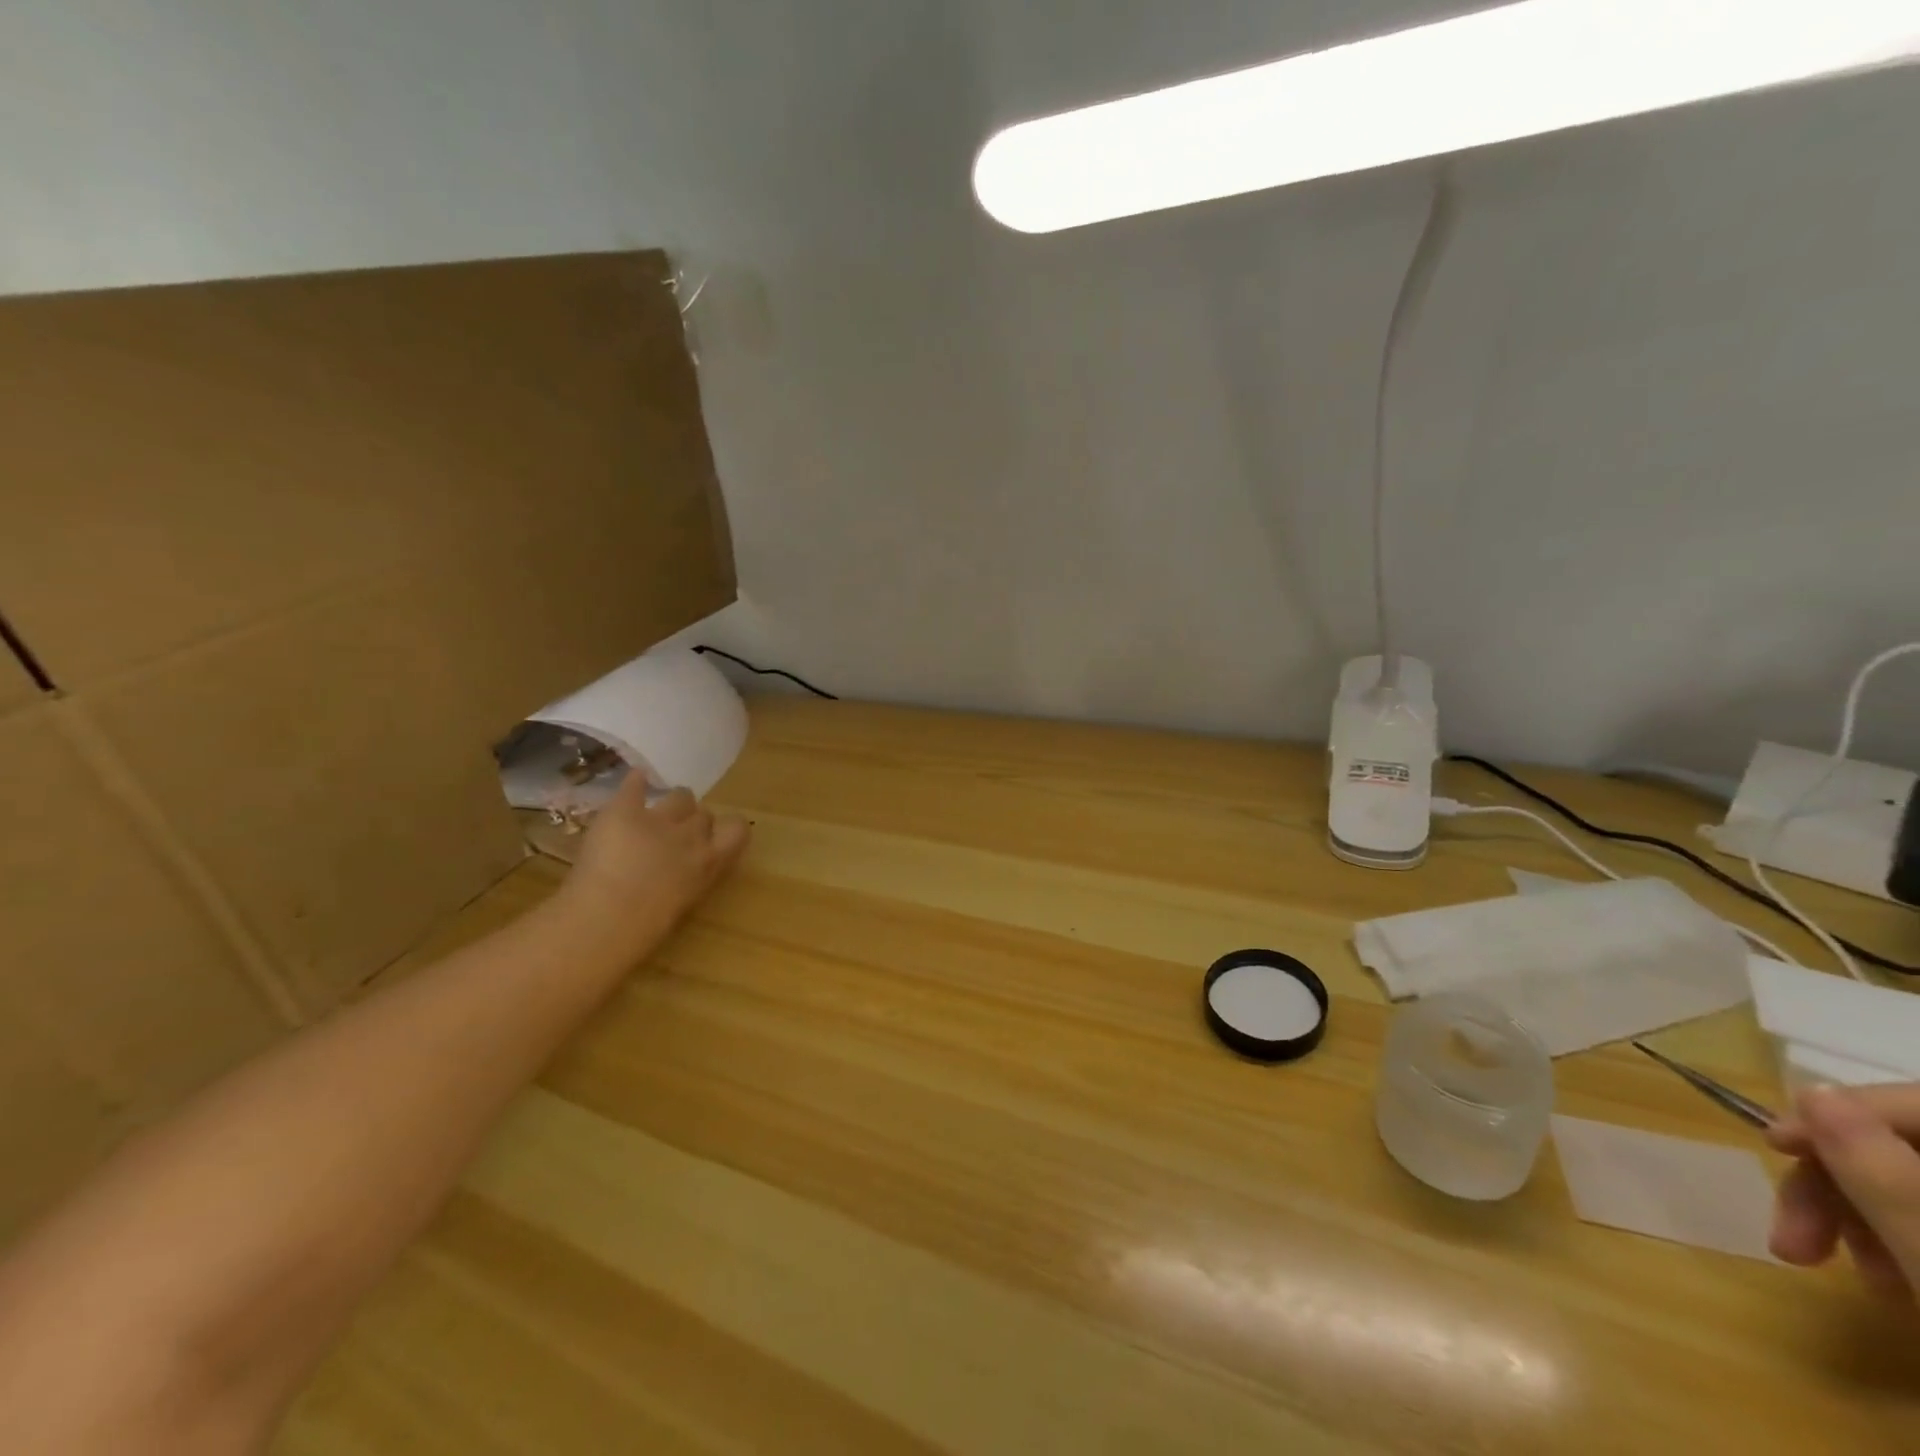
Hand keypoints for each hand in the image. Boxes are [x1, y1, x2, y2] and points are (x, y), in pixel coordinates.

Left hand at [560, 775, 750, 952]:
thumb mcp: (683, 904)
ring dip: (672, 805)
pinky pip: (636, 784)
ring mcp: (659, 819)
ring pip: (680, 796)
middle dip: (693, 822)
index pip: (738, 830)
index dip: (728, 829)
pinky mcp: (625, 810)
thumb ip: (692, 879)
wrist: (606, 917)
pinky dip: (636, 782)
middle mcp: (691, 835)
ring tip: (655, 815)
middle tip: (674, 838)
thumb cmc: (646, 928)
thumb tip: (687, 873)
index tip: (715, 838)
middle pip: (704, 814)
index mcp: (709, 862)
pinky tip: (635, 780)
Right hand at [1766, 1085, 1919, 1300]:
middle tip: (1793, 1236)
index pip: (1917, 1104)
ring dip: (1865, 1218)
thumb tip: (1813, 1091)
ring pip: (1918, 1186)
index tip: (1772, 1146)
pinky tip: (1896, 1285)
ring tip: (1851, 1273)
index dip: (1838, 1114)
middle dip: (1840, 1184)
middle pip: (1912, 1148)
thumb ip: (1880, 1171)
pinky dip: (1904, 1242)